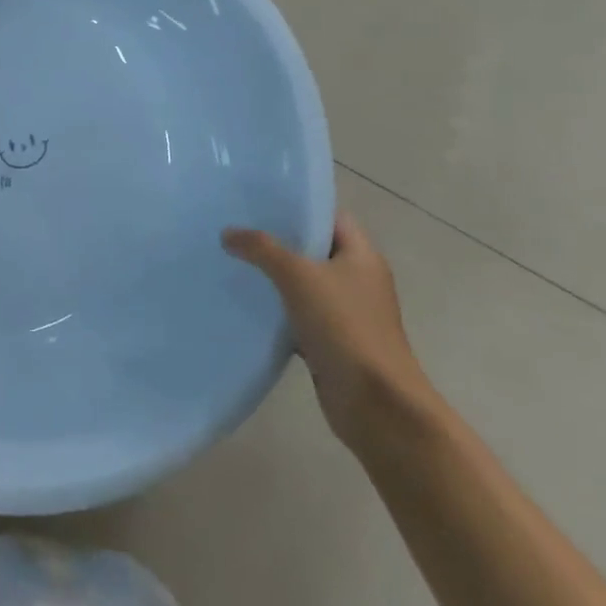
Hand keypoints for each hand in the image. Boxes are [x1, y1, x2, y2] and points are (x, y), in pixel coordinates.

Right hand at [221, 213, 433, 448]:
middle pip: (314, 248)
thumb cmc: (345, 327)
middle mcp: (357, 279)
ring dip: (274, 276)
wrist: (376, 403)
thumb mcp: (299, 276)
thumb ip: (262, 249)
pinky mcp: (331, 340)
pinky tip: (245, 304)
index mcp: (361, 256)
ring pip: (303, 283)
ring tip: (233, 260)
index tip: (260, 201)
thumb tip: (229, 233)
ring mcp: (346, 312)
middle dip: (278, 239)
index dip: (299, 206)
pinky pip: (298, 315)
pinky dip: (276, 310)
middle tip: (237, 227)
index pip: (331, 216)